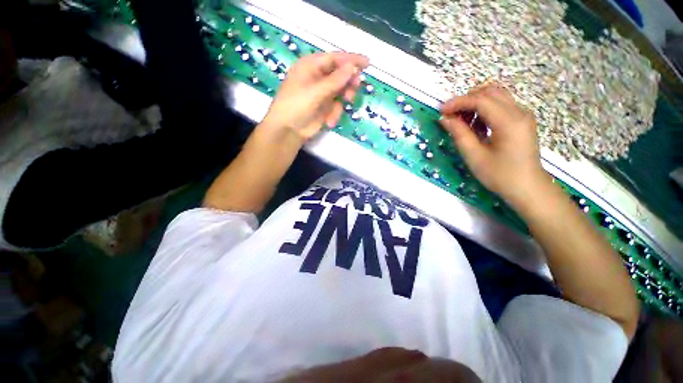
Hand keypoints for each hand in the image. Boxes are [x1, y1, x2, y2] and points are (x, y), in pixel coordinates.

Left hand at [261, 52, 368, 142]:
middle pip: (340, 74)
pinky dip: (335, 113)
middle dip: (348, 83)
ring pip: (341, 91)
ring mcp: (322, 93)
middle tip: (354, 90)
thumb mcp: (316, 92)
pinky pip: (337, 106)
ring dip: (342, 101)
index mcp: (311, 66)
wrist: (288, 131)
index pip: (335, 58)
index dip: (351, 60)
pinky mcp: (324, 107)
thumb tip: (353, 67)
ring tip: (339, 109)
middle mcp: (317, 77)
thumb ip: (335, 80)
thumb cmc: (296, 106)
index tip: (368, 64)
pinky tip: (329, 121)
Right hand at [439, 84, 551, 208]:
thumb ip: (459, 134)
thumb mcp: (474, 156)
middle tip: (451, 116)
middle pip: (490, 92)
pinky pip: (501, 105)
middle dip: (466, 100)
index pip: (481, 100)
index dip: (458, 103)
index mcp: (509, 122)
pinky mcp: (521, 120)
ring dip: (475, 104)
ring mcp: (523, 115)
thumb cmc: (500, 175)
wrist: (527, 188)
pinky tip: (476, 126)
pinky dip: (484, 110)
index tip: (441, 111)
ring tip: (462, 123)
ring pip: (496, 96)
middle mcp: (519, 112)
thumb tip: (445, 119)